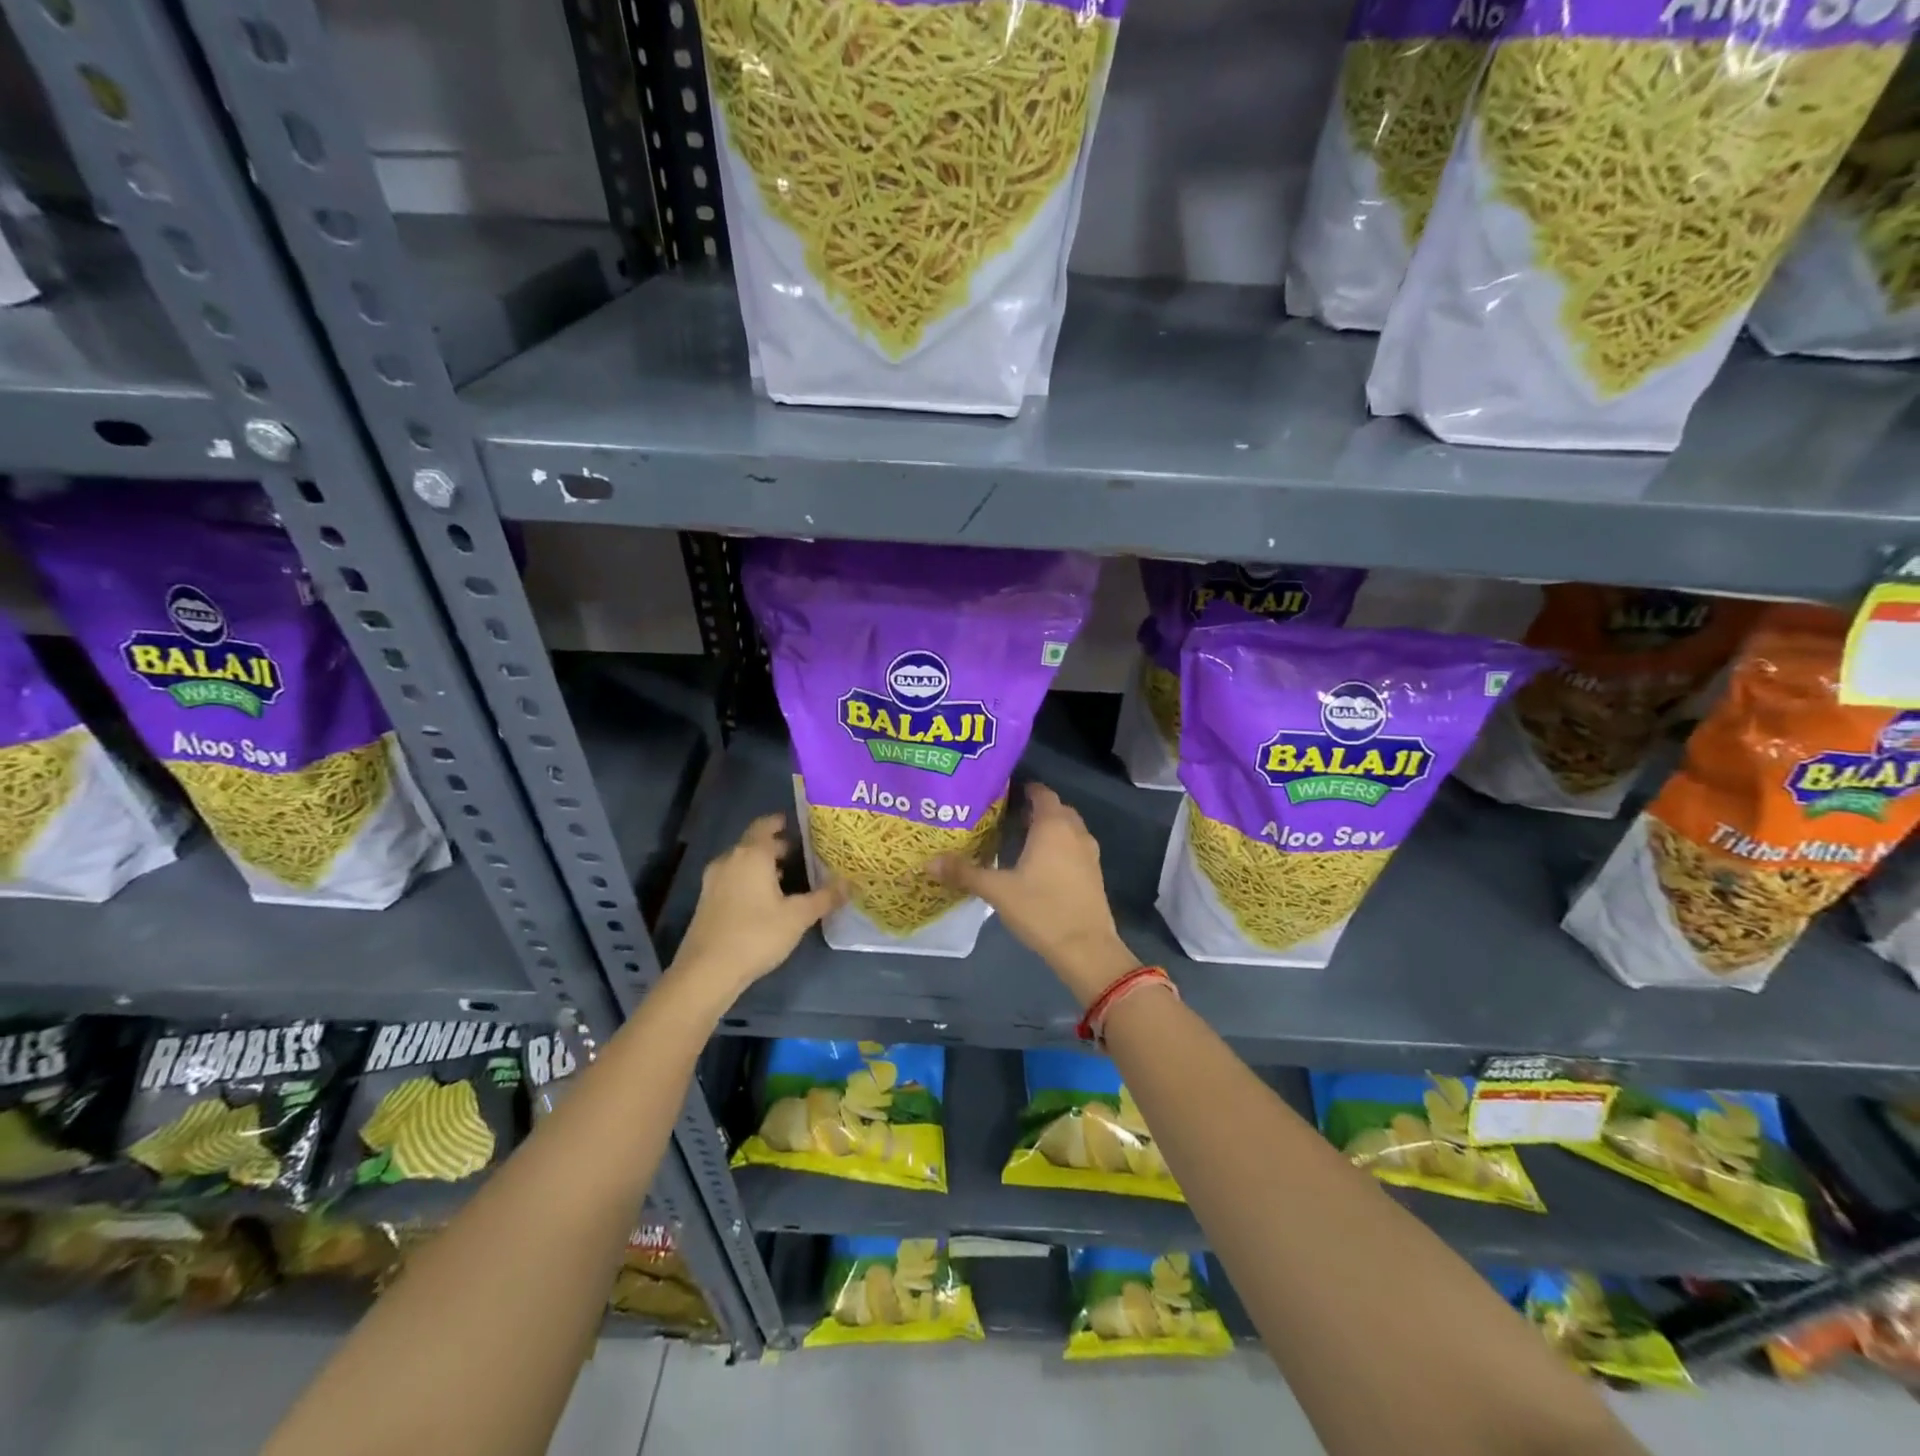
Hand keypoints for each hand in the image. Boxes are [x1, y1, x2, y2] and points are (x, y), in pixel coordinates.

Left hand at [670, 815, 843, 1004]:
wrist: (707, 972)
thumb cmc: (756, 935)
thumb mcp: (798, 916)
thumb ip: (825, 897)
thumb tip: (849, 884)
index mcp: (752, 854)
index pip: (766, 825)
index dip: (783, 822)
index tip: (803, 826)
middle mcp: (730, 860)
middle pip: (755, 843)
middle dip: (778, 846)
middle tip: (805, 854)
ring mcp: (714, 881)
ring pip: (743, 862)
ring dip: (764, 865)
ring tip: (790, 877)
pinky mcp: (707, 901)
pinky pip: (734, 879)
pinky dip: (751, 880)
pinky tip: (767, 900)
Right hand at [934, 782, 1138, 1006]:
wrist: (1086, 948)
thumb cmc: (1041, 910)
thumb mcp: (997, 891)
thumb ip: (964, 873)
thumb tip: (928, 862)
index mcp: (1053, 826)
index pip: (1041, 792)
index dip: (1023, 789)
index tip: (1001, 793)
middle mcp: (1075, 832)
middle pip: (1055, 809)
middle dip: (1033, 809)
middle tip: (1004, 817)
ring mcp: (1089, 853)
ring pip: (1067, 829)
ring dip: (1047, 829)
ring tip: (1018, 838)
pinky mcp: (1094, 873)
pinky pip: (1074, 847)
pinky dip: (1058, 847)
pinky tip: (1038, 865)